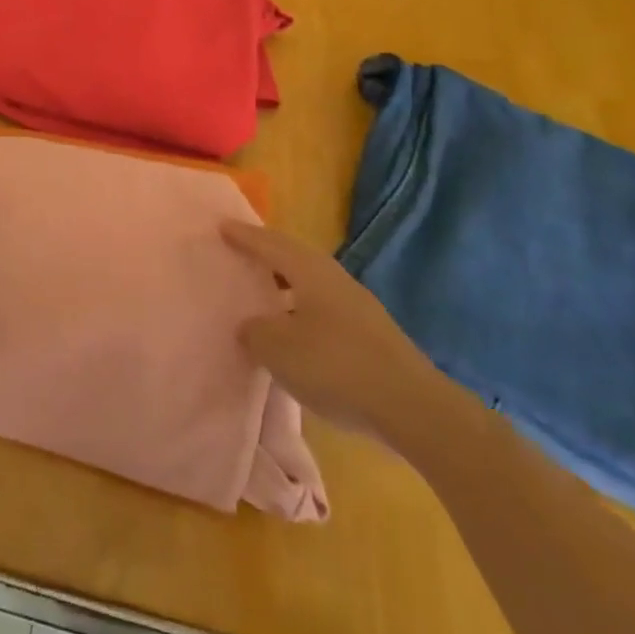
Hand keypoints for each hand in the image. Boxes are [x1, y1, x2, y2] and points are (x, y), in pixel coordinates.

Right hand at [224, 221, 450, 447]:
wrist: (412, 408)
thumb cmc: (337, 366)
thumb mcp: (279, 350)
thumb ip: (255, 332)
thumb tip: (250, 326)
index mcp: (311, 272)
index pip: (270, 245)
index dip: (244, 236)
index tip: (222, 225)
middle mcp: (335, 279)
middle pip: (294, 257)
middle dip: (267, 252)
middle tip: (241, 251)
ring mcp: (357, 306)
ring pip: (311, 282)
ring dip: (285, 282)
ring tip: (263, 290)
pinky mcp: (369, 334)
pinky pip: (323, 307)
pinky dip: (301, 308)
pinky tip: (294, 329)